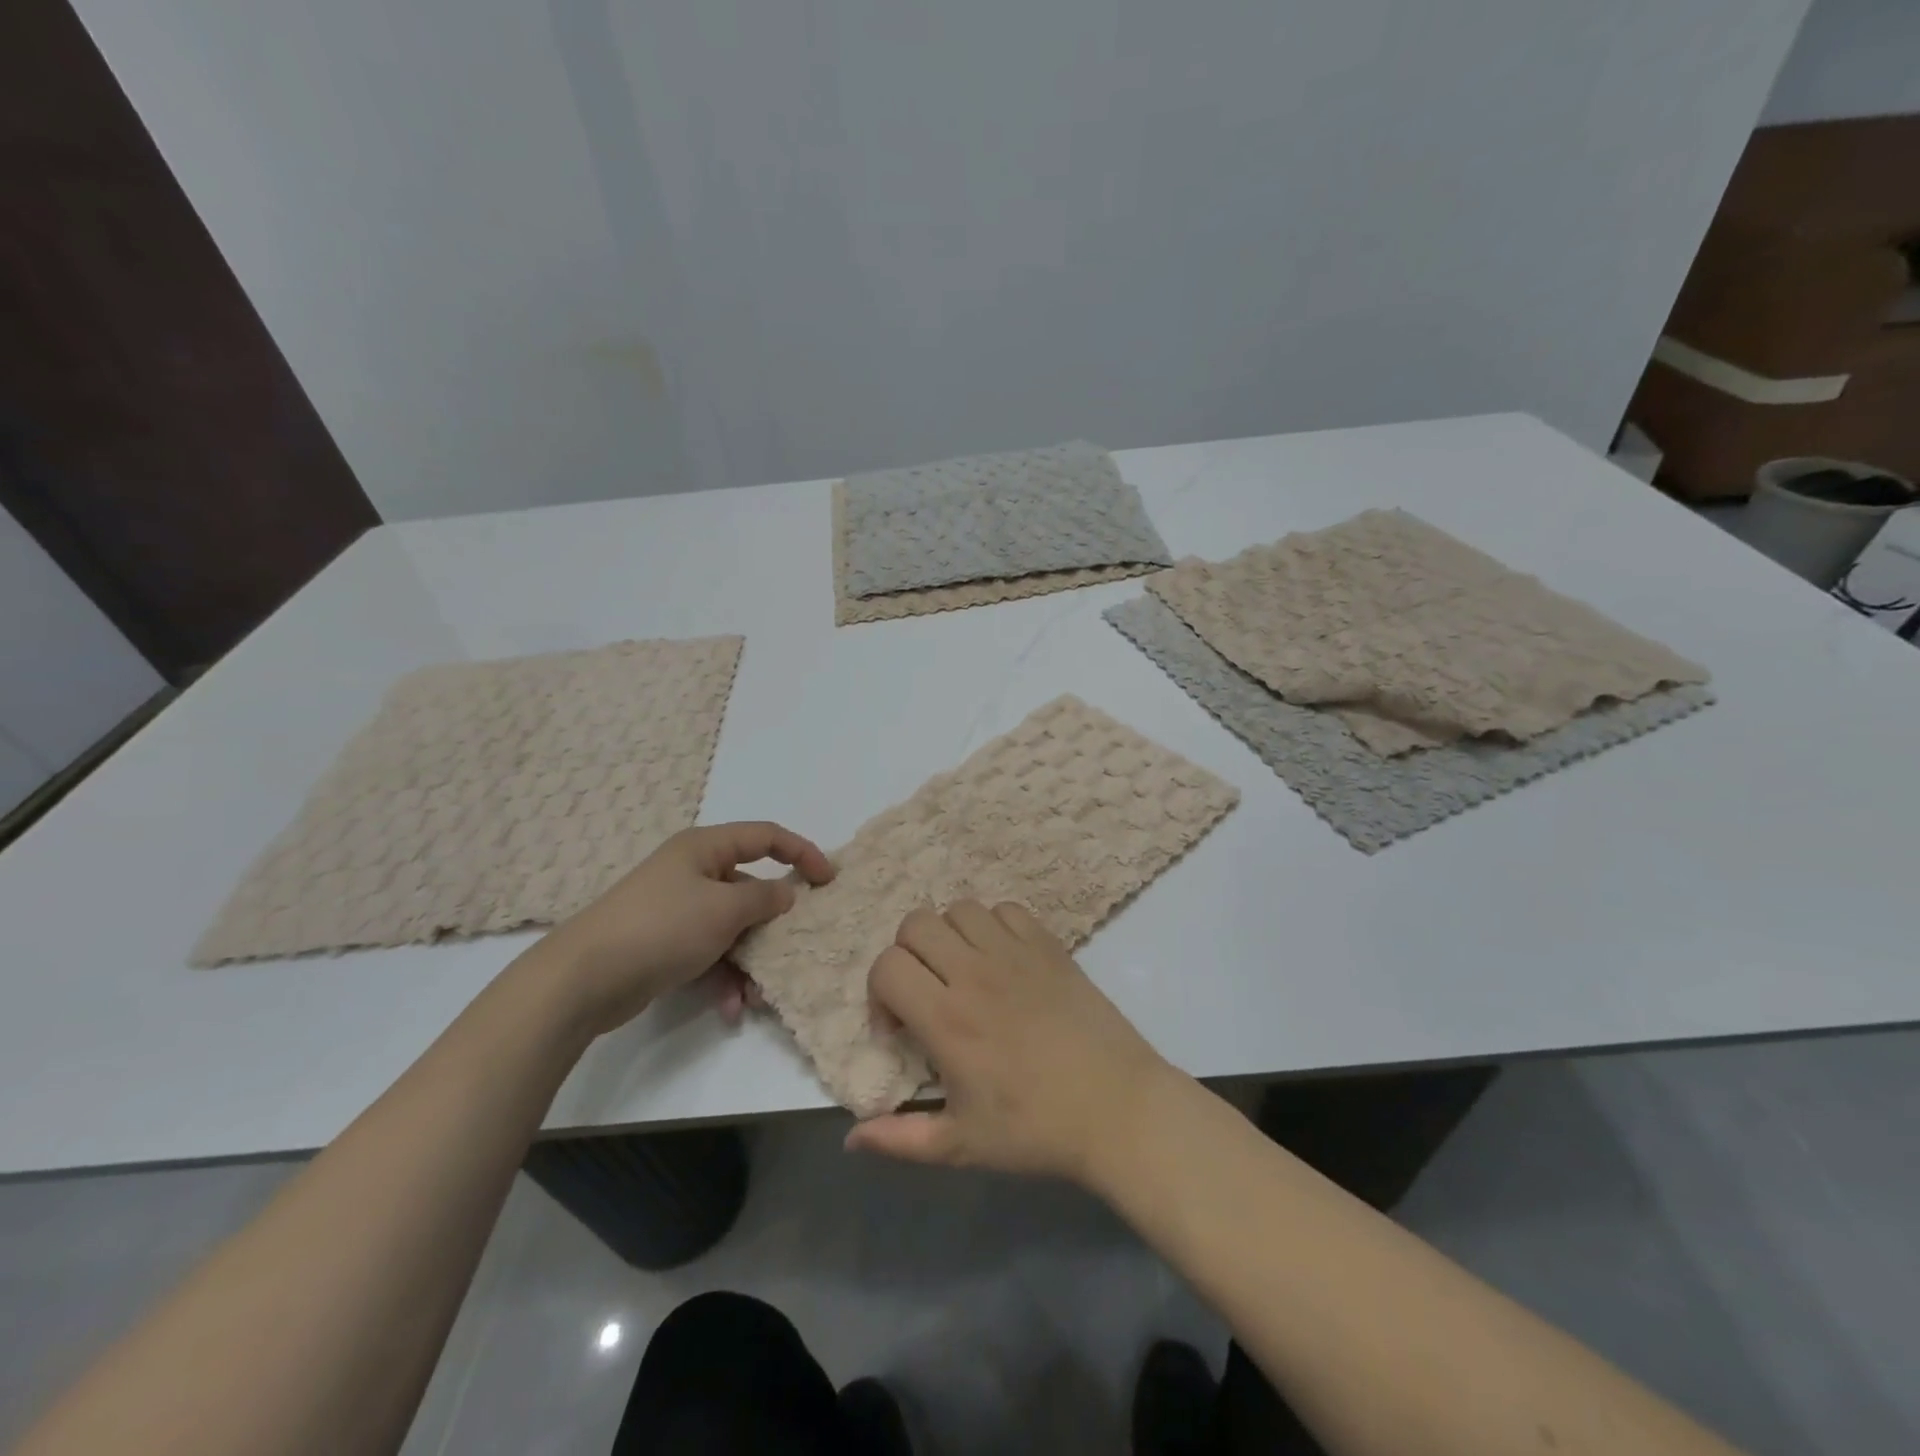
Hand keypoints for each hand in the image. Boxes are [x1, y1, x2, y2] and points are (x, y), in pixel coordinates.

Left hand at [528, 822, 832, 1037]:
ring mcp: (678, 909)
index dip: (802, 852)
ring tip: (756, 994)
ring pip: (732, 927)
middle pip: (750, 887)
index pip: (766, 837)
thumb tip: (785, 893)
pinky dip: (723, 976)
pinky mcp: (666, 943)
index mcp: (705, 848)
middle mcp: (693, 872)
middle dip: (773, 922)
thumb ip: (764, 898)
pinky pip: (710, 952)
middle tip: (797, 944)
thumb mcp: (724, 908)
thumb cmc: (663, 927)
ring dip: (749, 960)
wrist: (584, 978)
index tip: (829, 880)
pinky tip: (729, 1007)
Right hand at [845, 901, 1173, 1185]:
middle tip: (926, 992)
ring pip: (959, 909)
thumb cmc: (1037, 1130)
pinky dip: (993, 926)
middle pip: (916, 924)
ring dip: (949, 936)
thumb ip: (900, 1140)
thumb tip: (852, 1138)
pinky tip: (1002, 961)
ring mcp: (1015, 953)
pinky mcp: (1049, 945)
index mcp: (947, 1019)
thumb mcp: (962, 1146)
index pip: (887, 966)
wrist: (1119, 1109)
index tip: (900, 1026)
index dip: (879, 992)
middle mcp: (975, 973)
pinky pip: (1006, 910)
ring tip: (963, 972)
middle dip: (907, 955)